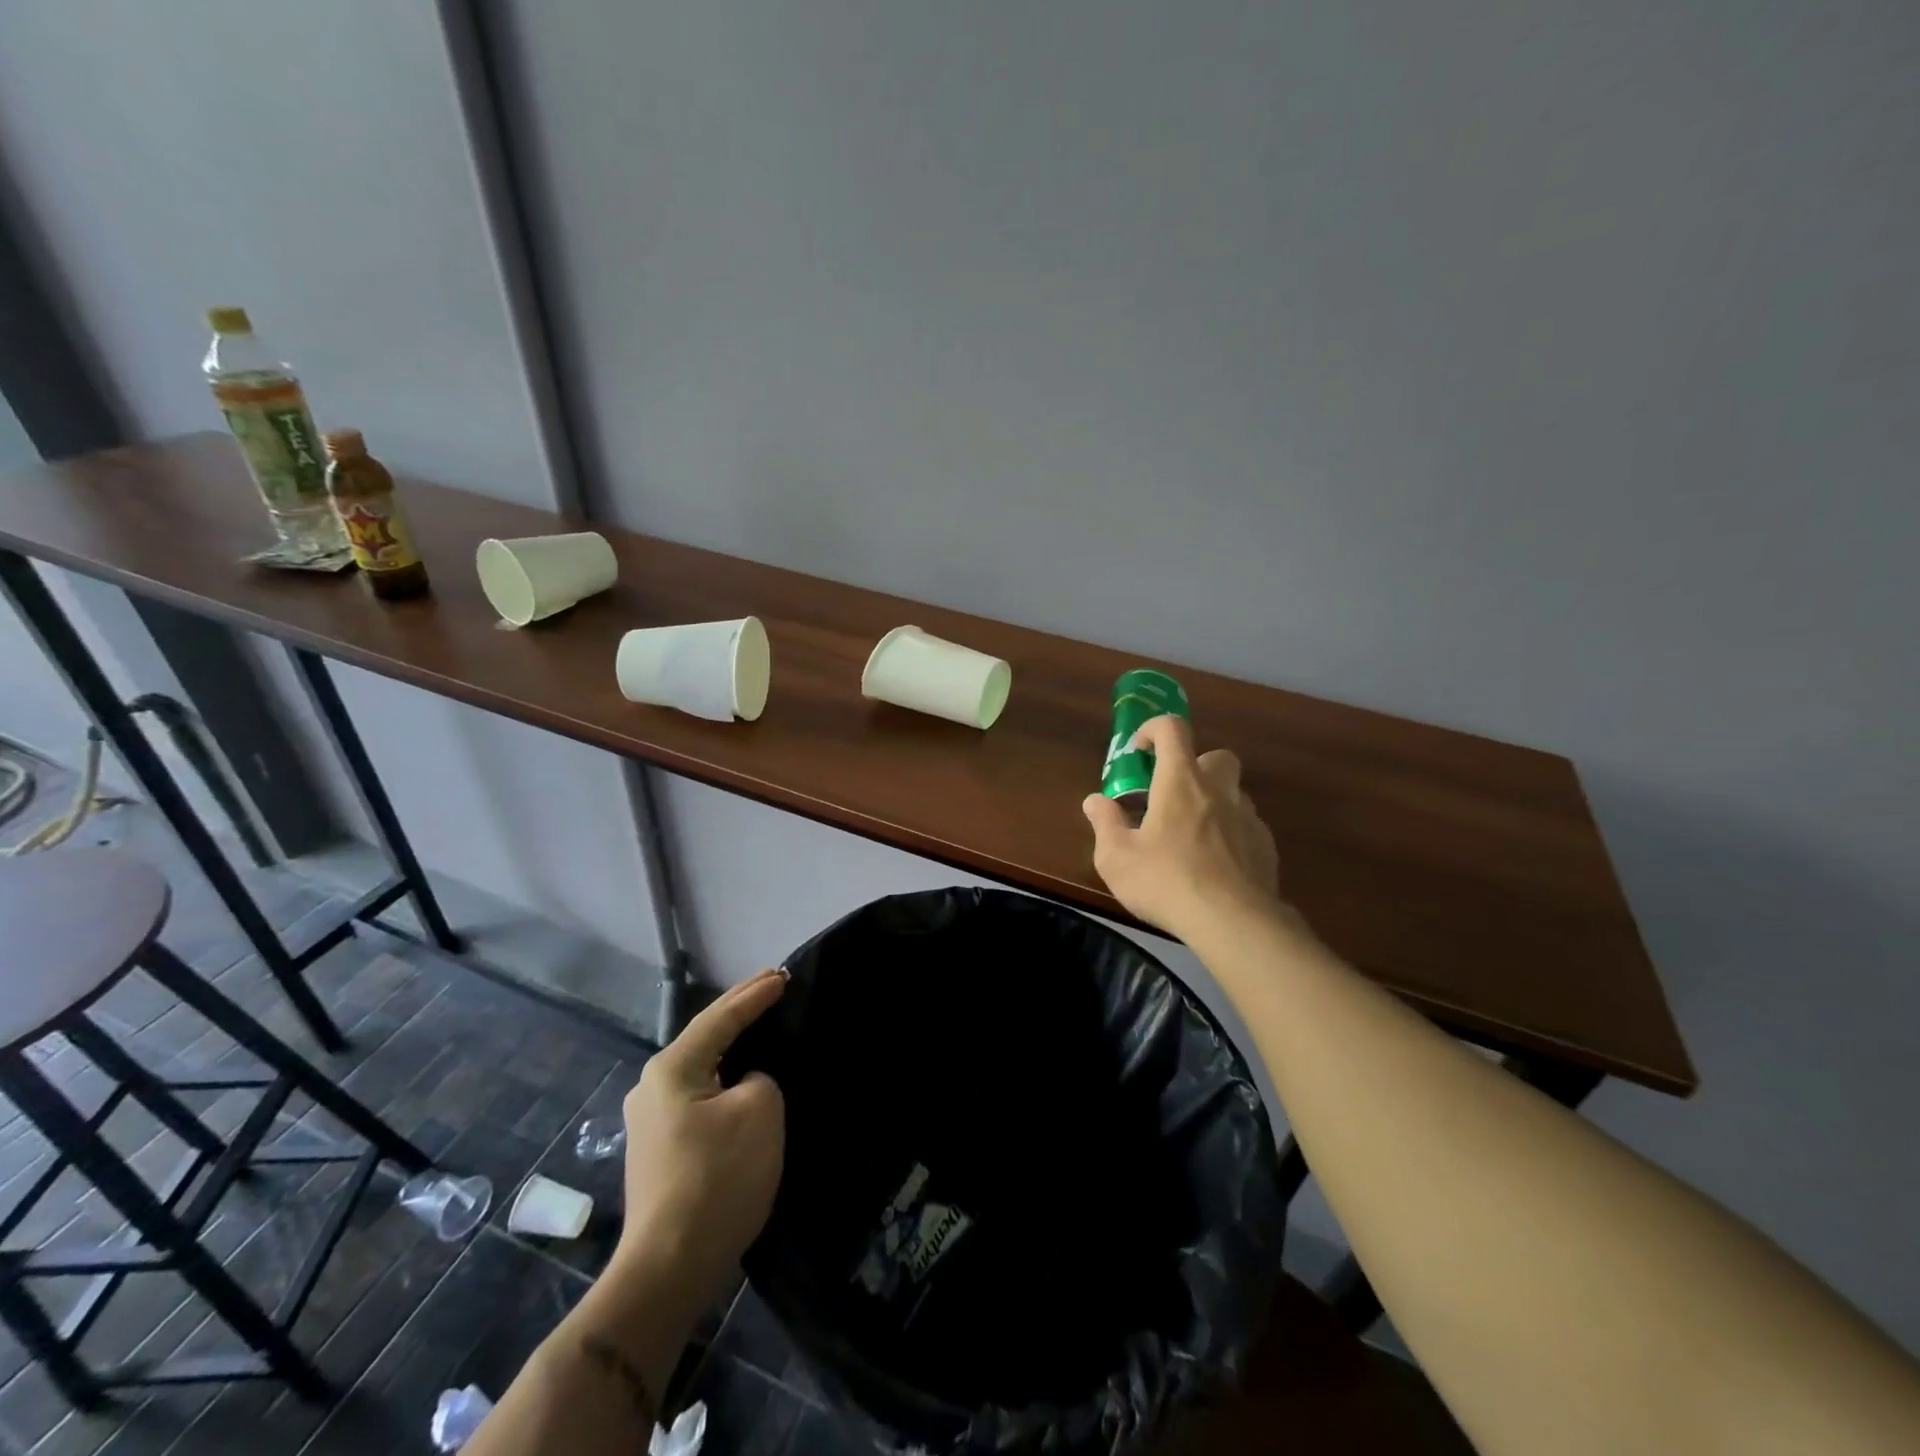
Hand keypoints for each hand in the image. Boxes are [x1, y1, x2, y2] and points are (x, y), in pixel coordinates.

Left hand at [615, 969, 786, 1300]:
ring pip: (701, 1066)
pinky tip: (741, 1077)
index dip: (755, 994)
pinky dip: (724, 1077)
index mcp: (672, 1068)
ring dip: (731, 1045)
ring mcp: (650, 1120)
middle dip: (739, 1011)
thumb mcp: (760, 1110)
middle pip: (704, 1036)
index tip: (784, 975)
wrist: (669, 1268)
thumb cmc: (717, 1178)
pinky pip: (699, 1094)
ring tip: (761, 1025)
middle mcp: (652, 1086)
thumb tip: (745, 1084)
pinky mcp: (659, 1149)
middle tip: (772, 987)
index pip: (721, 1017)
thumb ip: (760, 1077)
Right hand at [1083, 714, 1282, 937]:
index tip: (1139, 750)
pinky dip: (1230, 833)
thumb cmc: (1167, 881)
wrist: (1234, 923)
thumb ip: (1105, 823)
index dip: (1154, 729)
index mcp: (1180, 782)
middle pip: (1216, 756)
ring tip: (1191, 835)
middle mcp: (1219, 790)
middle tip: (1172, 794)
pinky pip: (1247, 826)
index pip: (1173, 729)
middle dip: (1195, 766)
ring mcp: (1248, 818)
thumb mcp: (1117, 858)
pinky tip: (1215, 864)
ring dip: (1214, 801)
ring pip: (1234, 792)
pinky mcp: (1266, 847)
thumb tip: (1095, 801)